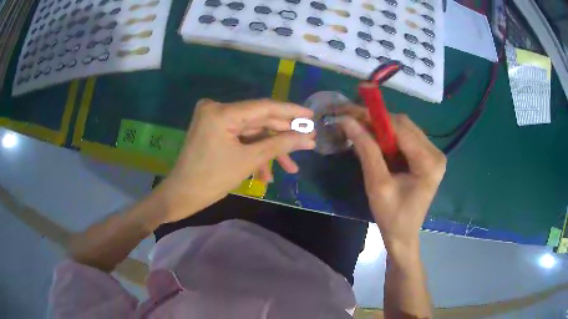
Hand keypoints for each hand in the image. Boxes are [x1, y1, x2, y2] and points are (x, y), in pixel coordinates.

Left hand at [157, 99, 314, 222]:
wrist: (182, 196)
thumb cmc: (212, 179)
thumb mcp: (249, 161)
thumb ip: (280, 144)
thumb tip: (308, 138)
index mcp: (222, 112)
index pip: (264, 107)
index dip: (291, 111)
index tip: (312, 115)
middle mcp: (217, 109)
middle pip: (259, 120)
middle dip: (283, 135)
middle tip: (307, 142)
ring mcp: (214, 120)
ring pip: (252, 132)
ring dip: (270, 150)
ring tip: (291, 168)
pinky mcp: (214, 131)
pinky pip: (240, 139)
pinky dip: (253, 153)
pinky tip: (266, 174)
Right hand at [339, 110, 445, 253]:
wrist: (403, 236)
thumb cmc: (391, 216)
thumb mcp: (377, 184)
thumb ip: (366, 150)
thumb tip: (347, 122)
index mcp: (429, 162)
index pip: (400, 128)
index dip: (373, 117)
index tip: (349, 112)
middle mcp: (435, 153)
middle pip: (404, 125)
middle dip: (376, 120)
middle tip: (351, 120)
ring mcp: (433, 155)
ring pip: (404, 129)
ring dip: (381, 127)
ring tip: (359, 128)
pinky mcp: (426, 158)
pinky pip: (405, 139)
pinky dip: (387, 137)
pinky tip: (373, 140)